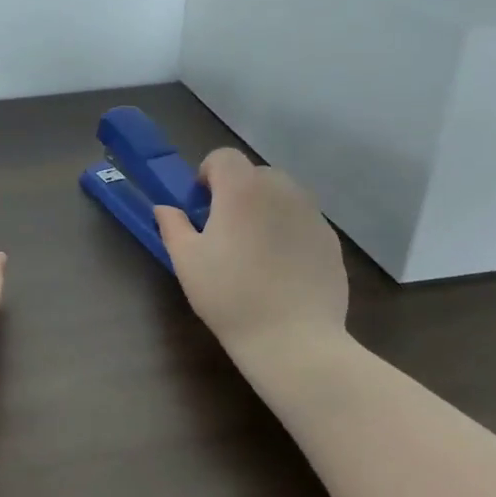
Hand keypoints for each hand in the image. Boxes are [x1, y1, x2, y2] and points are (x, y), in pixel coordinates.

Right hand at [155, 148, 346, 348]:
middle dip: (236, 191)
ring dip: (264, 208)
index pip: (224, 157)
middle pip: (254, 173)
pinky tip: (280, 267)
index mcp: (242, 189)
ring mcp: (312, 214)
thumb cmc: (230, 295)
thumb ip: (173, 226)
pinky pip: (302, 220)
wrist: (293, 339)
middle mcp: (281, 190)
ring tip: (254, 248)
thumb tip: (165, 209)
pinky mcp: (330, 239)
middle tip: (224, 228)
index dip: (208, 173)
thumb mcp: (186, 261)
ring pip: (282, 195)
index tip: (200, 205)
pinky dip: (288, 229)